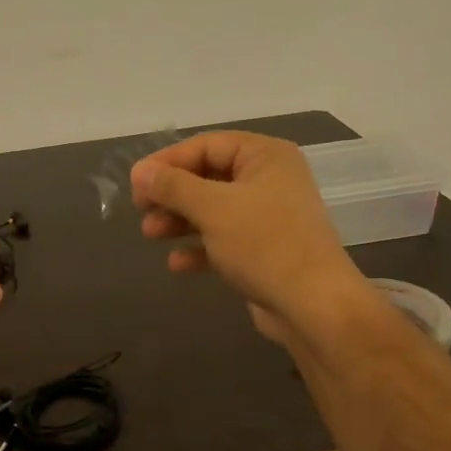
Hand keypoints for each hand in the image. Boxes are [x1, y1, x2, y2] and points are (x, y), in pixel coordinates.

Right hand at [131, 132, 366, 339]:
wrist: (313, 305)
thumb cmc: (264, 244)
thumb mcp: (213, 208)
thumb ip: (173, 186)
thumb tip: (139, 172)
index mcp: (265, 156)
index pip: (207, 145)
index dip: (168, 161)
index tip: (137, 183)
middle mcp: (269, 180)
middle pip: (207, 177)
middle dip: (172, 194)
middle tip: (141, 210)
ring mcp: (267, 217)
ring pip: (212, 210)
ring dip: (179, 220)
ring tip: (151, 235)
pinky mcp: (262, 250)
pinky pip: (222, 240)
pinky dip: (198, 247)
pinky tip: (176, 263)